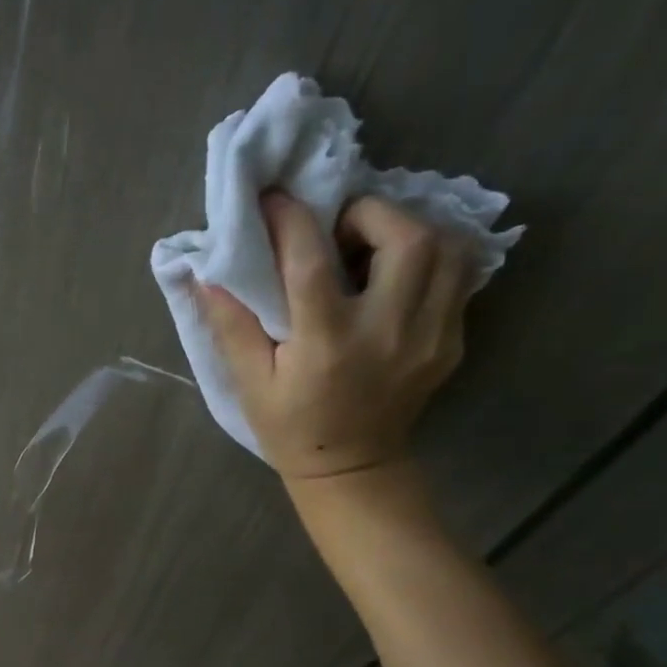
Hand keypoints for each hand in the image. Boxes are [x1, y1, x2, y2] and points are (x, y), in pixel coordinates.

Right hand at [197, 192, 475, 480]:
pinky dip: (429, 256)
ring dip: (407, 228)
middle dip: (368, 213)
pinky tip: (395, 271)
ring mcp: (430, 335)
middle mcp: (387, 331)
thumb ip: (231, 326)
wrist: (350, 468)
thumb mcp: (249, 382)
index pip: (311, 261)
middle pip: (404, 236)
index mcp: (327, 343)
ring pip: (446, 247)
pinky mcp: (451, 340)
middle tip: (336, 228)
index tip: (273, 198)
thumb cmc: (290, 426)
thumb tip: (208, 272)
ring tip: (370, 245)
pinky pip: (457, 276)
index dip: (290, 219)